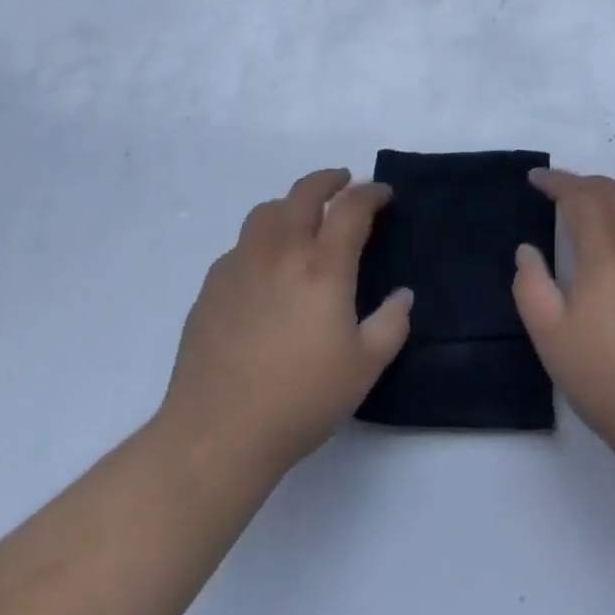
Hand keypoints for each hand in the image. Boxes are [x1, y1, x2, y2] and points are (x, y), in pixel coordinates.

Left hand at [158, 168, 412, 476]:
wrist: (217, 434)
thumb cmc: (300, 400)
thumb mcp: (364, 368)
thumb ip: (391, 325)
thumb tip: (403, 295)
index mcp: (323, 265)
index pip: (351, 207)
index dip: (371, 193)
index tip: (383, 194)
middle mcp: (281, 251)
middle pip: (305, 192)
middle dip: (329, 180)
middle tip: (343, 182)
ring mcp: (241, 264)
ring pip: (267, 211)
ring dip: (291, 204)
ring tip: (302, 218)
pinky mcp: (212, 286)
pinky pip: (241, 245)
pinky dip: (261, 240)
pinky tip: (265, 267)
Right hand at [513, 170, 614, 468]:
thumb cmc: (610, 380)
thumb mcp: (551, 338)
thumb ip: (531, 286)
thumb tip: (528, 250)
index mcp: (609, 251)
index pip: (580, 196)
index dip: (556, 182)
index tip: (536, 179)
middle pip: (613, 192)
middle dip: (582, 184)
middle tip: (558, 191)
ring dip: (613, 195)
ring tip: (593, 208)